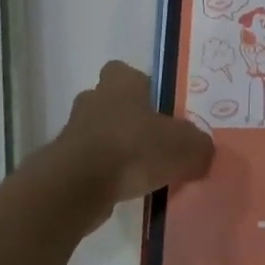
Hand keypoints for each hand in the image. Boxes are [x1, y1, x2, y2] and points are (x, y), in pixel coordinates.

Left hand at [51, 61, 214, 224]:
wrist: (77, 186)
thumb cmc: (133, 149)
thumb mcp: (185, 147)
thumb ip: (198, 146)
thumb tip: (202, 152)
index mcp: (121, 83)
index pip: (126, 72)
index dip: (141, 87)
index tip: (157, 107)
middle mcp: (94, 100)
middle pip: (110, 102)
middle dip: (127, 119)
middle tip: (151, 141)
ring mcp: (73, 132)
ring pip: (98, 134)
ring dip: (113, 149)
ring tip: (139, 172)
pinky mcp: (62, 164)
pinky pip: (88, 164)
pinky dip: (102, 175)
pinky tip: (122, 191)